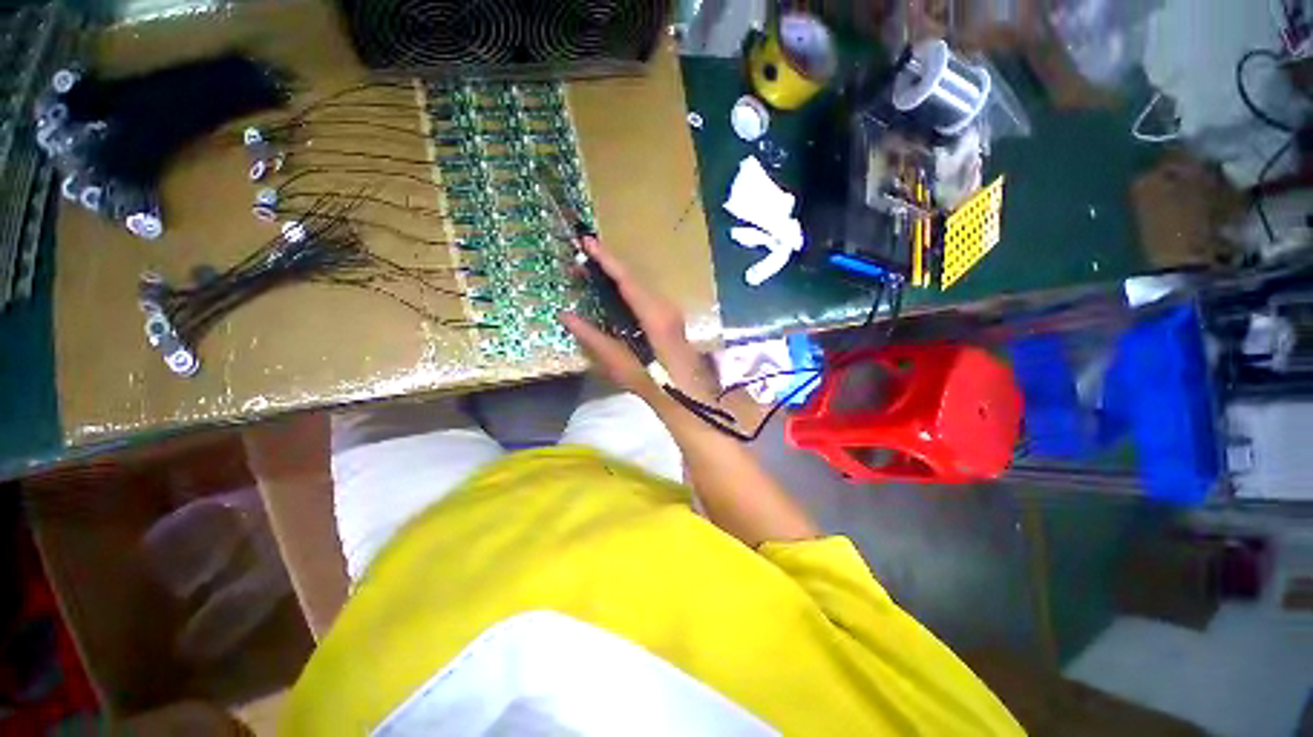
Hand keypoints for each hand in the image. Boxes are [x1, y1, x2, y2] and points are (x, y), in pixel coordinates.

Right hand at [559, 236, 714, 402]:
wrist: (687, 394)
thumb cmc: (654, 382)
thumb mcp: (619, 363)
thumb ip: (592, 338)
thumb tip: (565, 316)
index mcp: (654, 314)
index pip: (627, 279)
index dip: (605, 259)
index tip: (586, 241)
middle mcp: (664, 305)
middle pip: (633, 277)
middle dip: (606, 266)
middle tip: (578, 261)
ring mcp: (669, 309)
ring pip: (639, 284)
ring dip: (615, 276)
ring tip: (589, 273)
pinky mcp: (669, 316)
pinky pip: (644, 294)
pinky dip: (625, 288)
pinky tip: (610, 291)